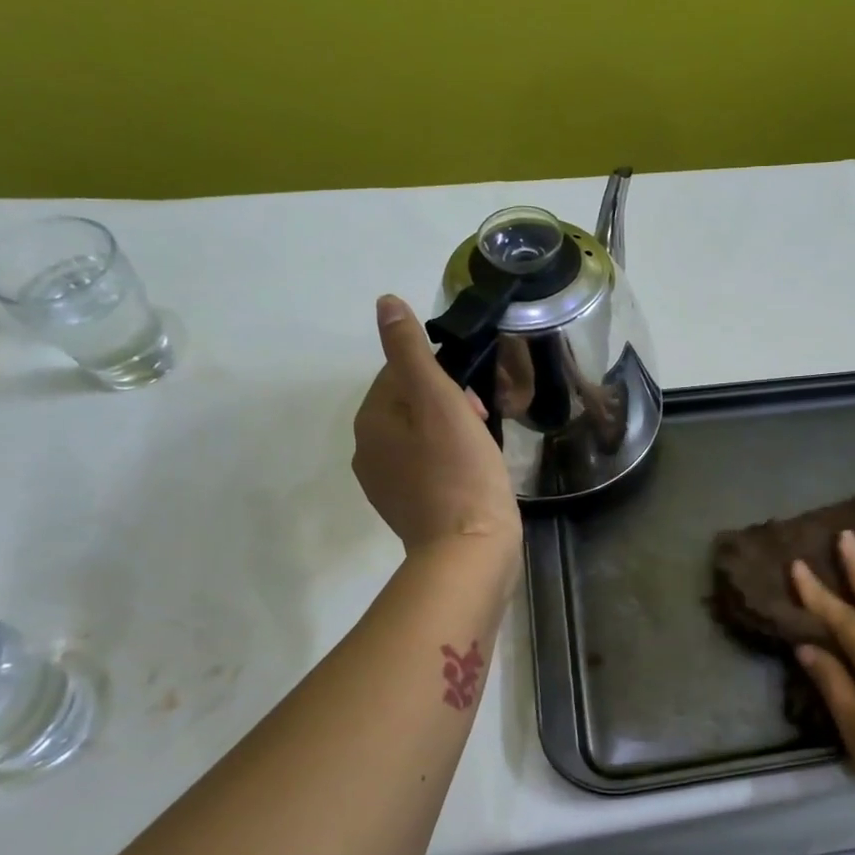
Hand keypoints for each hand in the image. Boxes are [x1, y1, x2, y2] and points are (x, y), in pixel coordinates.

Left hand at [353, 295, 520, 552]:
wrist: (469, 551)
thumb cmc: (460, 472)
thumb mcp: (439, 402)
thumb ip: (411, 352)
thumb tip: (385, 303)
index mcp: (370, 421)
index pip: (401, 374)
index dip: (444, 377)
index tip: (476, 398)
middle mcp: (368, 452)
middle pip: (411, 406)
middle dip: (449, 404)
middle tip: (486, 422)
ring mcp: (386, 485)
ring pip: (421, 437)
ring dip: (452, 432)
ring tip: (485, 448)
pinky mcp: (408, 509)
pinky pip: (428, 467)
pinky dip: (450, 462)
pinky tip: (475, 474)